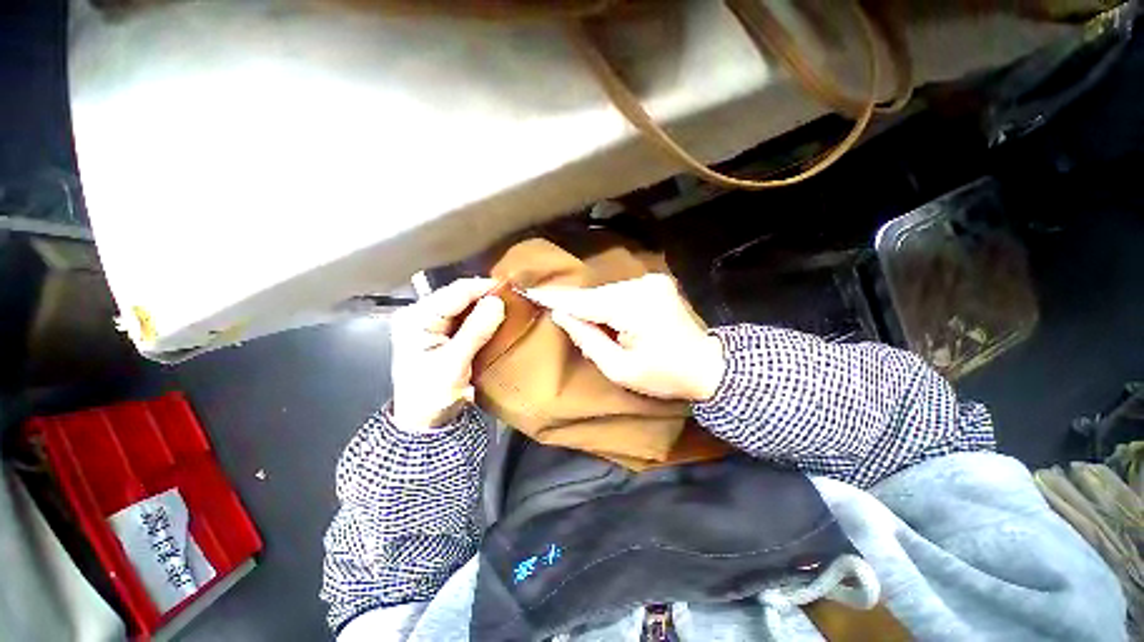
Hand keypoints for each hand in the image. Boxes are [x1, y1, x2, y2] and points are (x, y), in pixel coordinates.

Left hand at [390, 278, 505, 430]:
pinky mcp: (442, 333)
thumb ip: (475, 331)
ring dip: (486, 306)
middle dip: (486, 296)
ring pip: (464, 305)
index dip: (483, 287)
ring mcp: (431, 323)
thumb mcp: (454, 364)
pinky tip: (498, 318)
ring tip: (510, 306)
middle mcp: (420, 314)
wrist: (425, 423)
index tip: (511, 288)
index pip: (454, 293)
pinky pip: (466, 317)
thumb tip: (497, 302)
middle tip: (514, 298)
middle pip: (459, 296)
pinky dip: (482, 317)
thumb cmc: (431, 396)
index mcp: (415, 318)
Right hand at [528, 274, 725, 401]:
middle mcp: (642, 286)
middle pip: (594, 295)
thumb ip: (588, 340)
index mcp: (634, 307)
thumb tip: (562, 316)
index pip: (584, 301)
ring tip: (584, 323)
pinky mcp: (655, 283)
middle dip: (575, 306)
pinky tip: (604, 317)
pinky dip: (606, 303)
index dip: (555, 298)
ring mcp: (651, 281)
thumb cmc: (664, 376)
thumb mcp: (620, 369)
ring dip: (592, 306)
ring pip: (605, 292)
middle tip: (559, 319)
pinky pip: (618, 292)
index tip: (528, 291)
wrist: (707, 365)